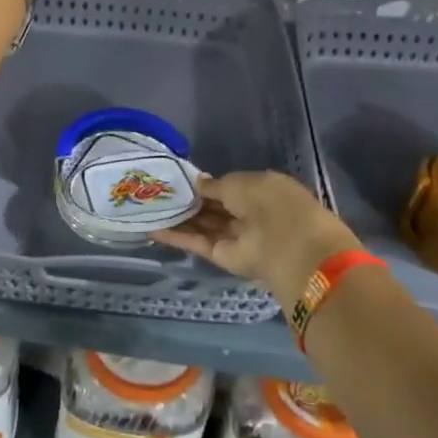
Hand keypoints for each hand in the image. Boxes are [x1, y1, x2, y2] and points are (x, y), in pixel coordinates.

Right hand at [154, 172, 358, 309]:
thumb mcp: (239, 182)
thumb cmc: (270, 202)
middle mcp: (249, 213)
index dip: (205, 184)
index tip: (179, 180)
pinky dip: (176, 237)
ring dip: (179, 218)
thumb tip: (198, 183)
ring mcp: (236, 237)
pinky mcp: (223, 257)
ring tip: (148, 208)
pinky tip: (152, 229)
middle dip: (189, 201)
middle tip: (157, 192)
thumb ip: (215, 185)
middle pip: (214, 208)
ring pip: (203, 226)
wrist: (288, 246)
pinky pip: (197, 243)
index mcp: (261, 190)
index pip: (228, 187)